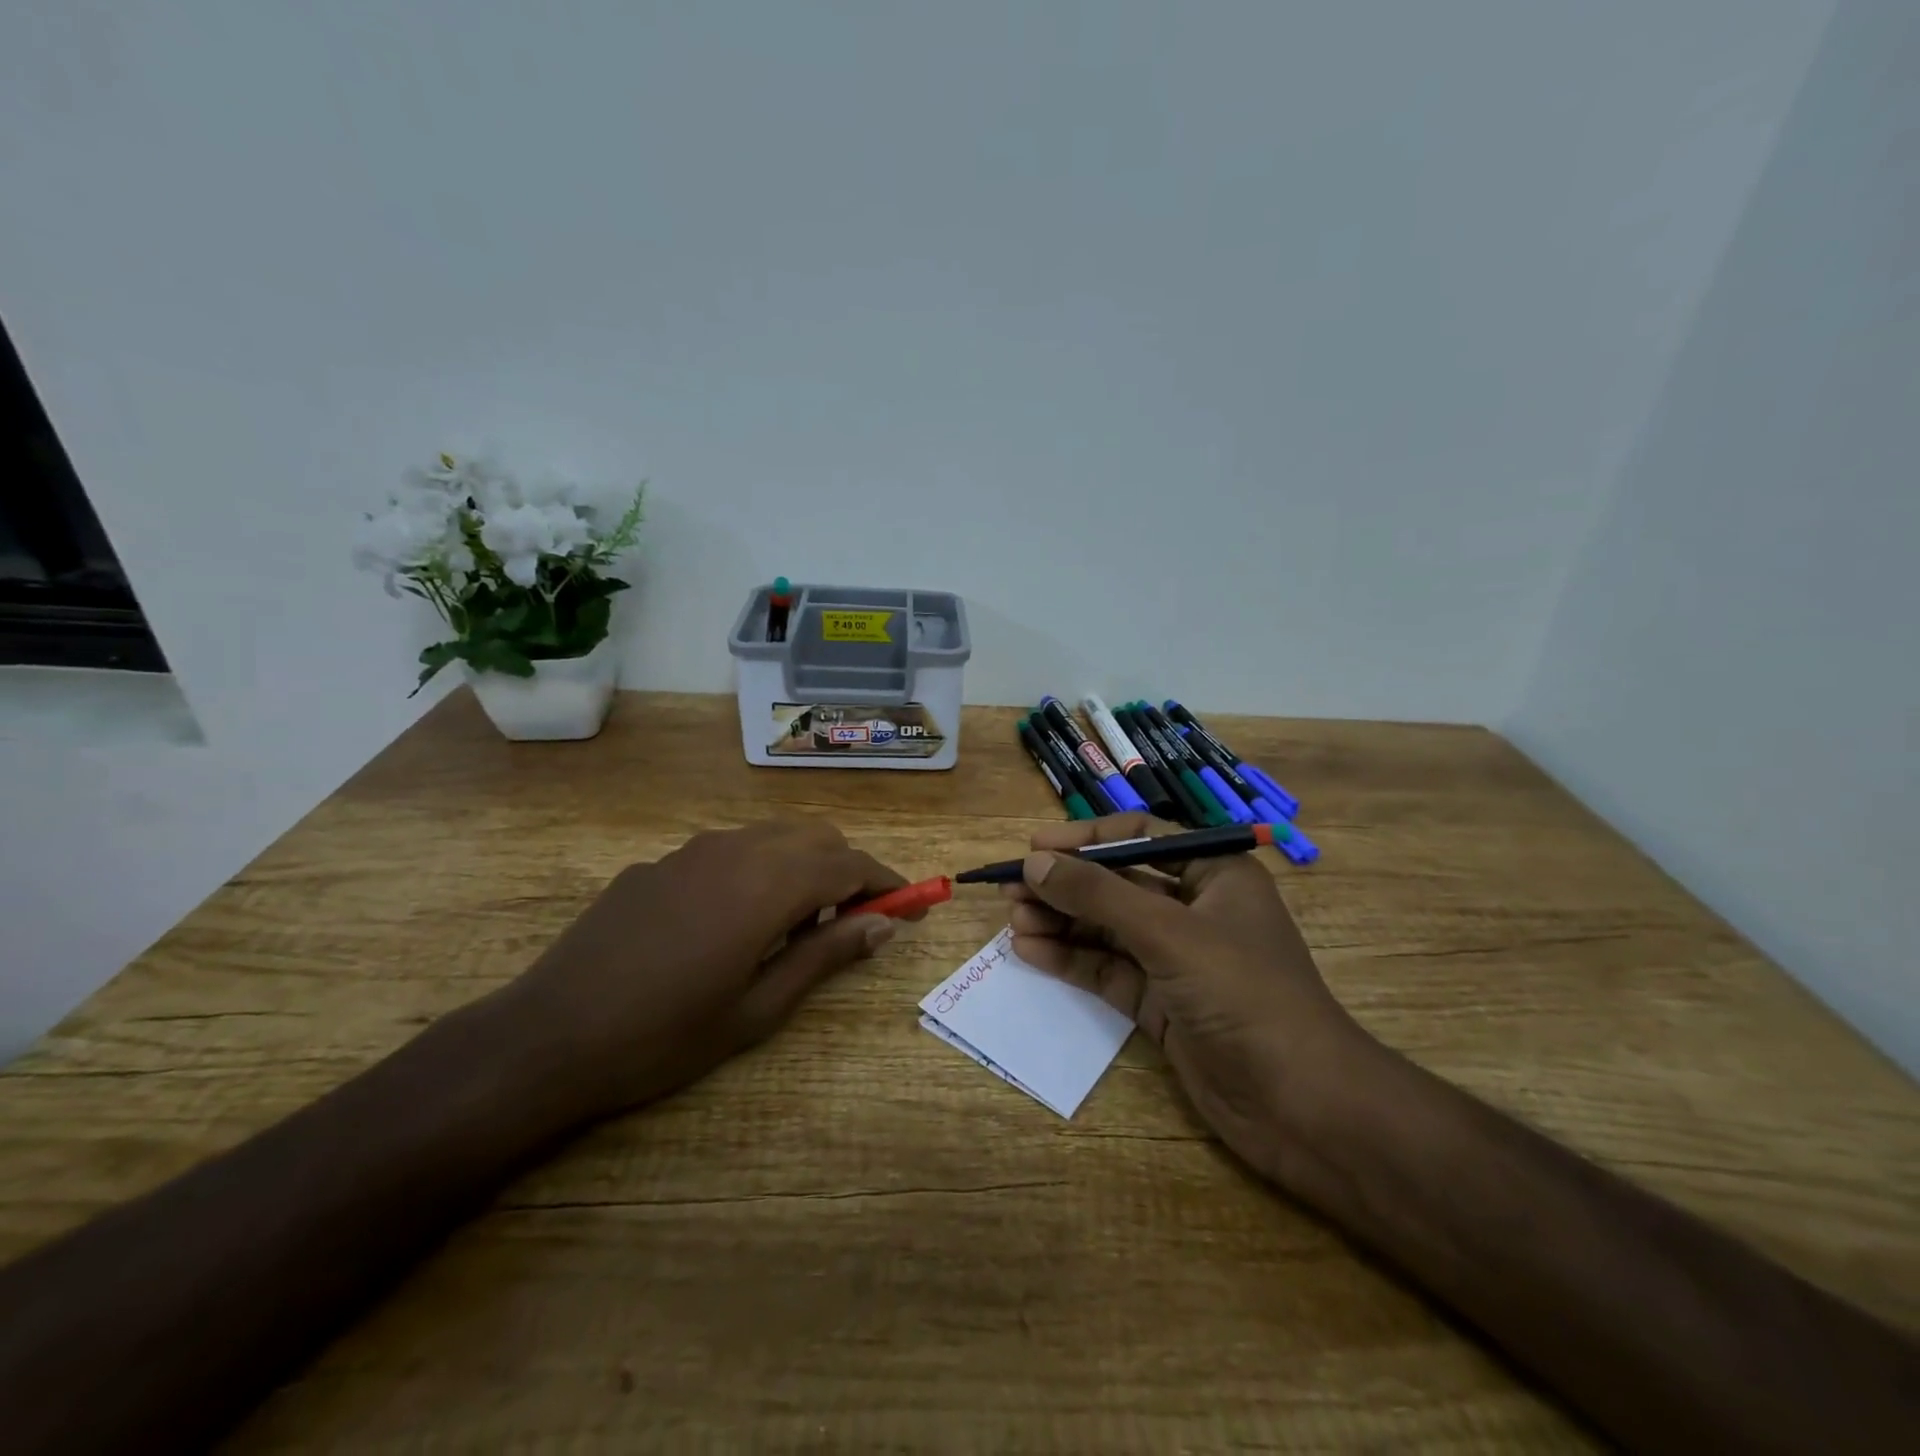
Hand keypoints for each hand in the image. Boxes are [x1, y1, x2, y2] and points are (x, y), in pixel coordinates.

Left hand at [500, 817, 913, 1122]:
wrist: (549, 1036)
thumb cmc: (665, 1035)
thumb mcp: (759, 1009)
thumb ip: (825, 956)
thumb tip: (882, 926)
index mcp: (767, 884)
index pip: (849, 864)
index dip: (887, 883)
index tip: (911, 907)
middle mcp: (736, 849)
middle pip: (816, 837)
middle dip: (847, 869)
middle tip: (853, 921)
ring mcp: (692, 850)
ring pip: (772, 836)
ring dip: (803, 865)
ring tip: (796, 924)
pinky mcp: (659, 863)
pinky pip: (729, 851)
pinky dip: (757, 870)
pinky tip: (731, 922)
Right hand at [1002, 814, 1374, 1181]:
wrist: (1303, 1107)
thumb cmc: (1245, 994)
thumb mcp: (1169, 933)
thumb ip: (1099, 895)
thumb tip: (1035, 862)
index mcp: (1214, 874)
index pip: (1139, 837)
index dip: (1085, 839)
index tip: (1034, 846)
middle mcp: (1195, 909)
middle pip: (1117, 884)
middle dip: (1065, 885)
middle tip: (1010, 889)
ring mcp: (1177, 959)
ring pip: (1107, 929)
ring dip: (1061, 923)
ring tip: (1013, 922)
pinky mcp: (1163, 1003)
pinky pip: (1109, 970)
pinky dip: (1072, 960)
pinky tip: (1031, 953)